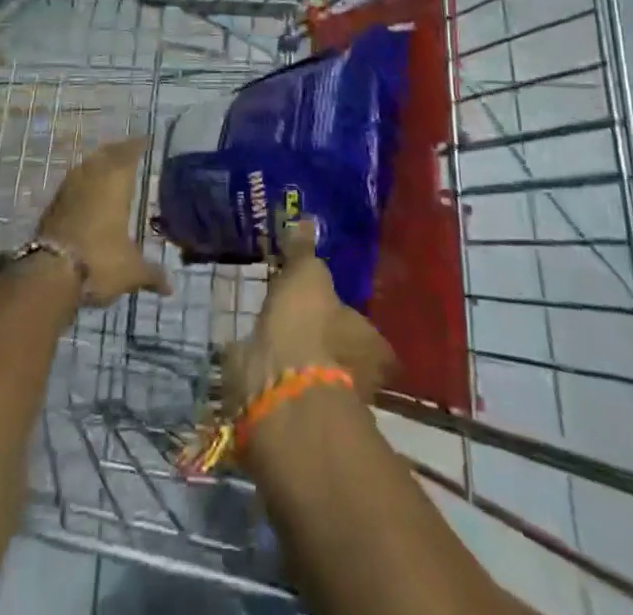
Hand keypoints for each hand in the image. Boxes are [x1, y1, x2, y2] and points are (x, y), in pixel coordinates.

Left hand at [37, 136, 172, 305]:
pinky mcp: (53, 204)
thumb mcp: (131, 271)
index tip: (147, 140)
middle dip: (119, 149)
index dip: (138, 145)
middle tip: (129, 149)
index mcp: (116, 182)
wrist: (49, 273)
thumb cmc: (100, 261)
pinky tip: (87, 189)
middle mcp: (93, 177)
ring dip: (99, 161)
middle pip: (107, 153)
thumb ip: (152, 274)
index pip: (129, 153)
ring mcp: (70, 188)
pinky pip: (74, 180)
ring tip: (108, 164)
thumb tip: (171, 287)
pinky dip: (83, 178)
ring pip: (87, 164)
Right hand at [223, 222, 394, 409]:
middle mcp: (359, 377)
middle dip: (325, 339)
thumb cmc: (308, 324)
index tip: (334, 308)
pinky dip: (276, 373)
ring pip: (317, 373)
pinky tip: (259, 355)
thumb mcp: (307, 274)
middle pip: (345, 354)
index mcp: (373, 345)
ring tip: (277, 333)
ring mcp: (327, 400)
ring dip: (301, 357)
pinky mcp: (295, 413)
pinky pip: (288, 386)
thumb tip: (307, 220)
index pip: (371, 333)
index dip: (353, 322)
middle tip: (304, 318)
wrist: (279, 387)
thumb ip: (305, 251)